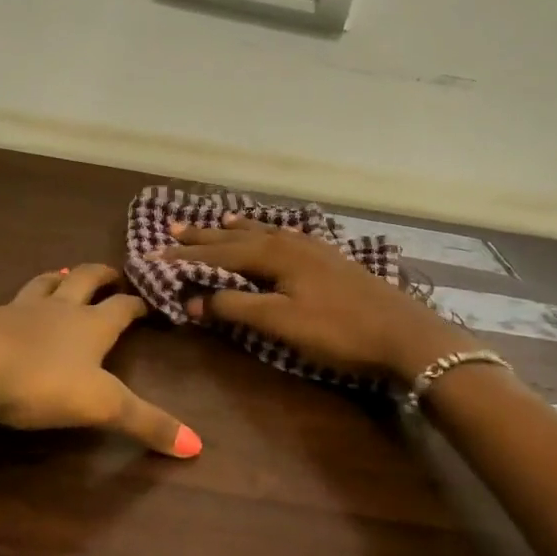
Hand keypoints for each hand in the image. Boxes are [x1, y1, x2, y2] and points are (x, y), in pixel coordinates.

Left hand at [0, 265, 199, 457]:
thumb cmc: (40, 383)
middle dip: (100, 276)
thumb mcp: (102, 407)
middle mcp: (55, 311)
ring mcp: (13, 311)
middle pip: (83, 282)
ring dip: (51, 280)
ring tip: (60, 272)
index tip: (149, 302)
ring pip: (38, 286)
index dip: (137, 304)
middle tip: (112, 274)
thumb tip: (198, 446)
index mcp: (89, 327)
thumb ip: (147, 424)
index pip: (122, 309)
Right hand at [160, 217, 475, 381]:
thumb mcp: (281, 323)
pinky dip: (265, 234)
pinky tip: (272, 234)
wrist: (404, 333)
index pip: (218, 253)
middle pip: (238, 237)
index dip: (184, 258)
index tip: (152, 257)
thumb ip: (236, 308)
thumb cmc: (338, 330)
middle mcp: (289, 242)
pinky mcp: (329, 259)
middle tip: (172, 230)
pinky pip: (284, 237)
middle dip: (204, 236)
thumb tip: (194, 301)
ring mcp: (312, 248)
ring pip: (262, 233)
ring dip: (234, 230)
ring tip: (215, 222)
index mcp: (274, 254)